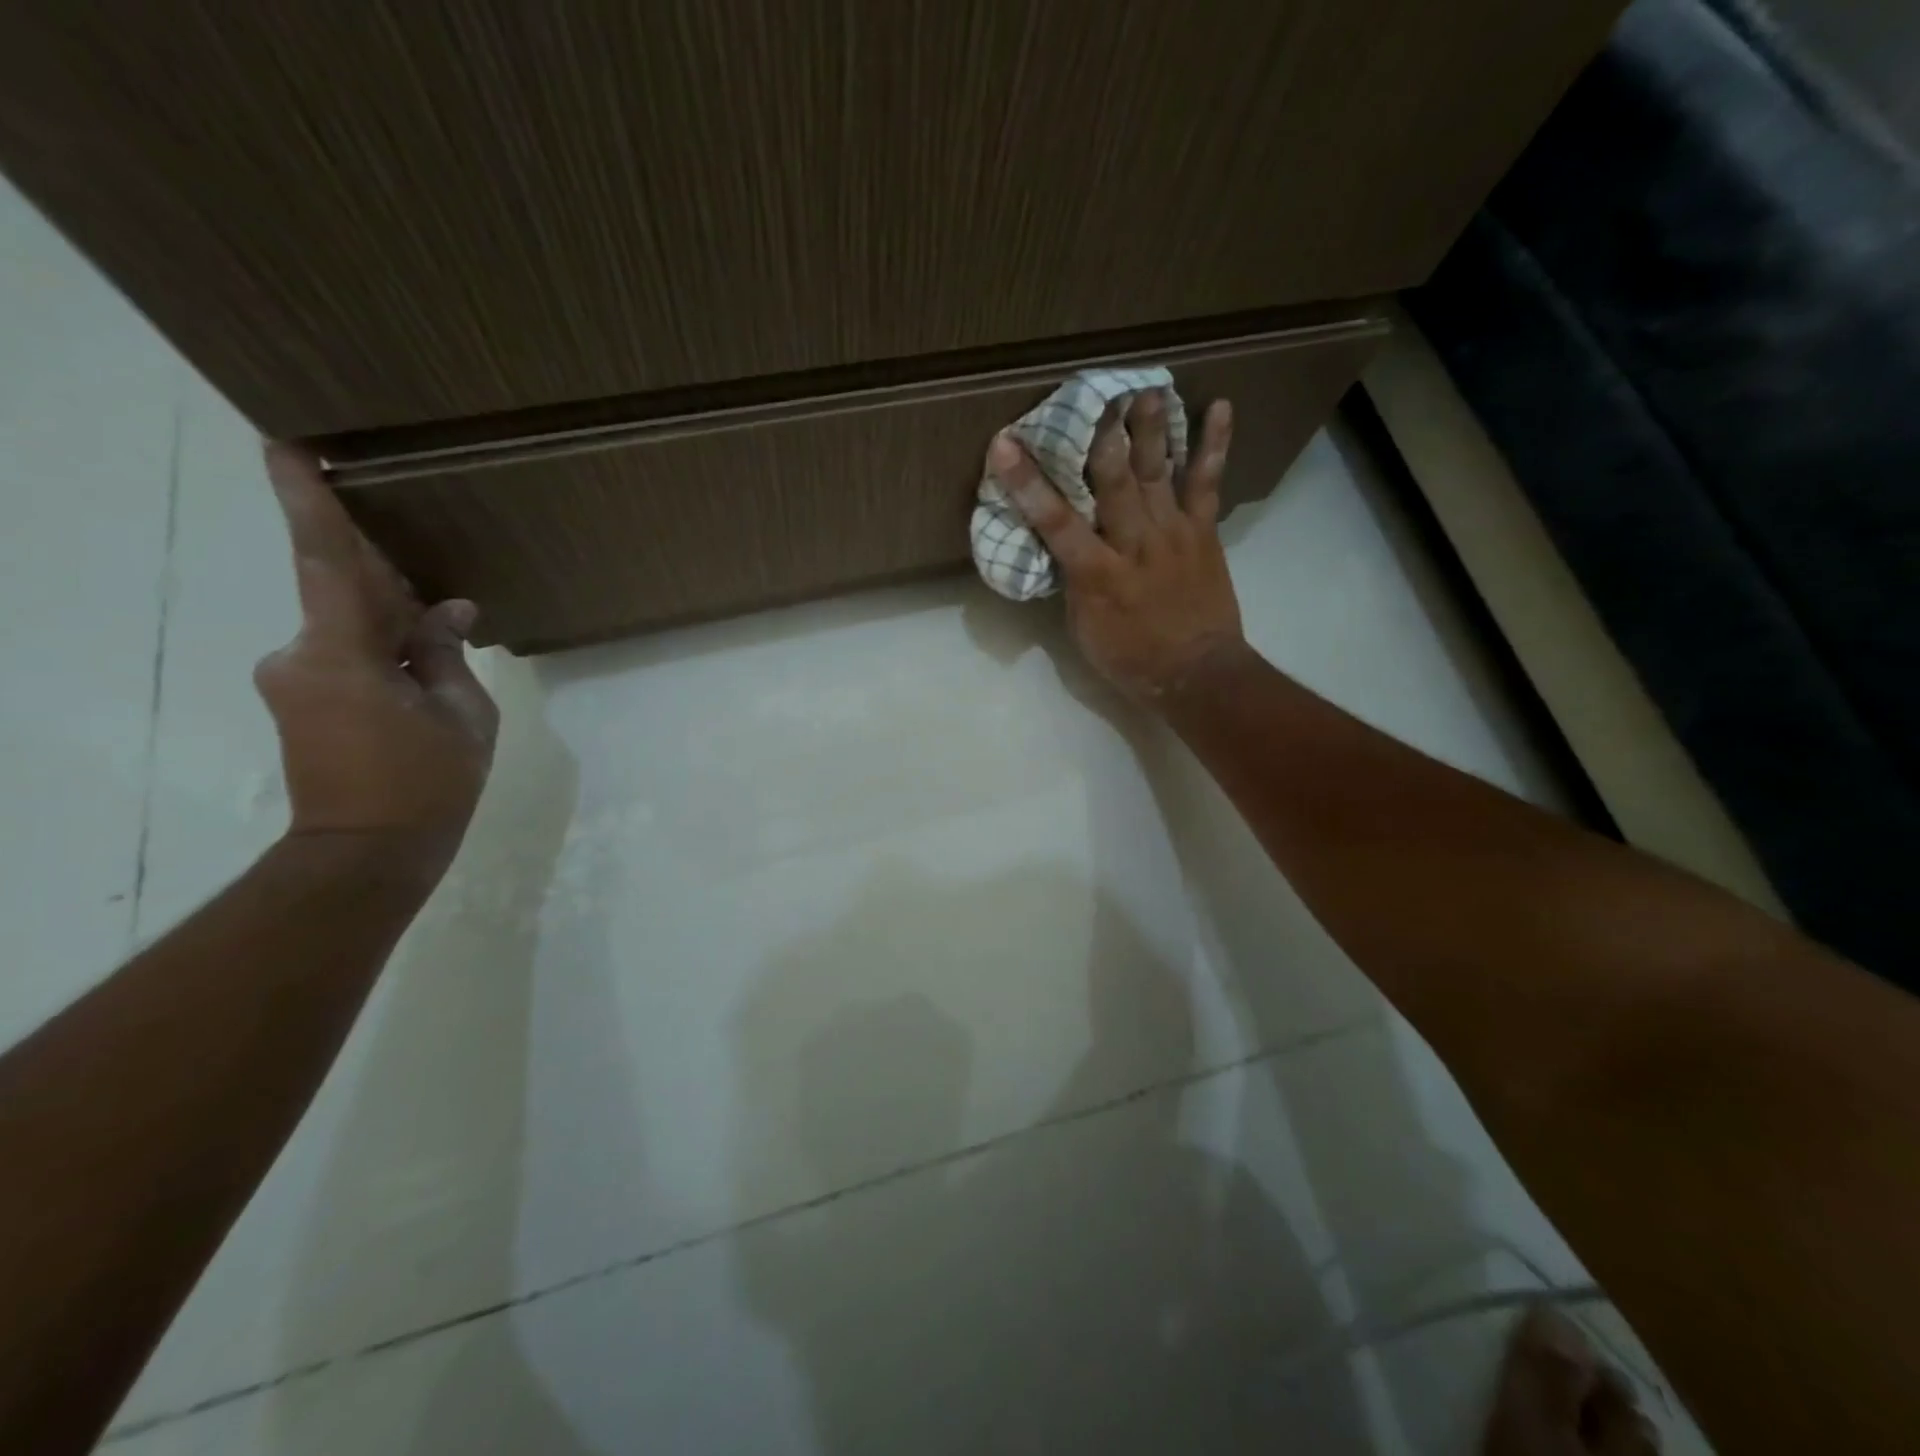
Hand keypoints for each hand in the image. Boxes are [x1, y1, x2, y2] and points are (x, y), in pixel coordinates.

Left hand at [254, 444, 497, 876]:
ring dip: (392, 614)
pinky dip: (384, 643)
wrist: (370, 852)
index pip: (324, 563)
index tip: (284, 446)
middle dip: (383, 570)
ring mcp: (295, 677)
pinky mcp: (302, 698)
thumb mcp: (464, 715)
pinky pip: (345, 649)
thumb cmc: (428, 784)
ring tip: (442, 618)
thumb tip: (447, 611)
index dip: (306, 502)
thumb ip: (447, 654)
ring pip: (348, 622)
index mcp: (341, 655)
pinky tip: (424, 652)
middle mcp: (300, 655)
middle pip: (343, 590)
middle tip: (420, 553)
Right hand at [990, 390, 1246, 703]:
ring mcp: (1172, 533)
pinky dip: (1214, 446)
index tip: (1005, 444)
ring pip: (1159, 472)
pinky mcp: (1203, 532)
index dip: (1028, 482)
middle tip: (1092, 393)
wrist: (1196, 674)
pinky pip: (1208, 484)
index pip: (1055, 522)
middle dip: (1100, 436)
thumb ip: (1074, 581)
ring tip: (1146, 387)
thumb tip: (1065, 546)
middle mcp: (1135, 544)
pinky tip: (1221, 407)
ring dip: (1151, 428)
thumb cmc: (1130, 658)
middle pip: (1114, 482)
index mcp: (1097, 573)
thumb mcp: (1084, 628)